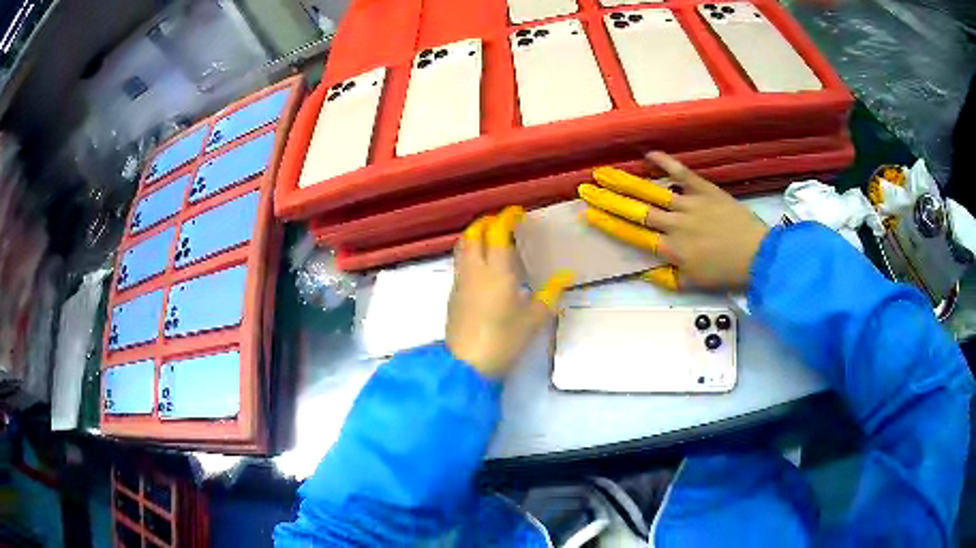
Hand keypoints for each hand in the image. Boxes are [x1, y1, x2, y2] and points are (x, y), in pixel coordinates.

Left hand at [447, 206, 573, 376]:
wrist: (467, 364)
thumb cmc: (505, 339)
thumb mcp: (534, 318)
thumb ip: (551, 293)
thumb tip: (566, 275)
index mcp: (497, 270)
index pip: (498, 231)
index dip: (507, 217)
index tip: (518, 213)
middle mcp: (475, 269)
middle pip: (475, 232)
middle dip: (488, 221)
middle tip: (504, 222)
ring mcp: (460, 280)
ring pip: (463, 245)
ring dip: (476, 234)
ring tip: (492, 238)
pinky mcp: (453, 293)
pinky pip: (460, 261)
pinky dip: (471, 251)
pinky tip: (483, 264)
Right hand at [579, 152, 768, 290]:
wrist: (757, 256)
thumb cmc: (725, 273)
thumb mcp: (694, 284)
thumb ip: (667, 278)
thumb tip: (643, 270)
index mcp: (671, 250)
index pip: (632, 235)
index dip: (609, 224)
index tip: (589, 214)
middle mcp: (674, 225)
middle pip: (635, 210)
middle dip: (607, 199)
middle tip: (586, 188)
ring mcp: (689, 205)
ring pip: (652, 191)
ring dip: (626, 181)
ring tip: (604, 172)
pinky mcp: (705, 190)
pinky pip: (682, 173)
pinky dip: (665, 162)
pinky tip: (647, 153)